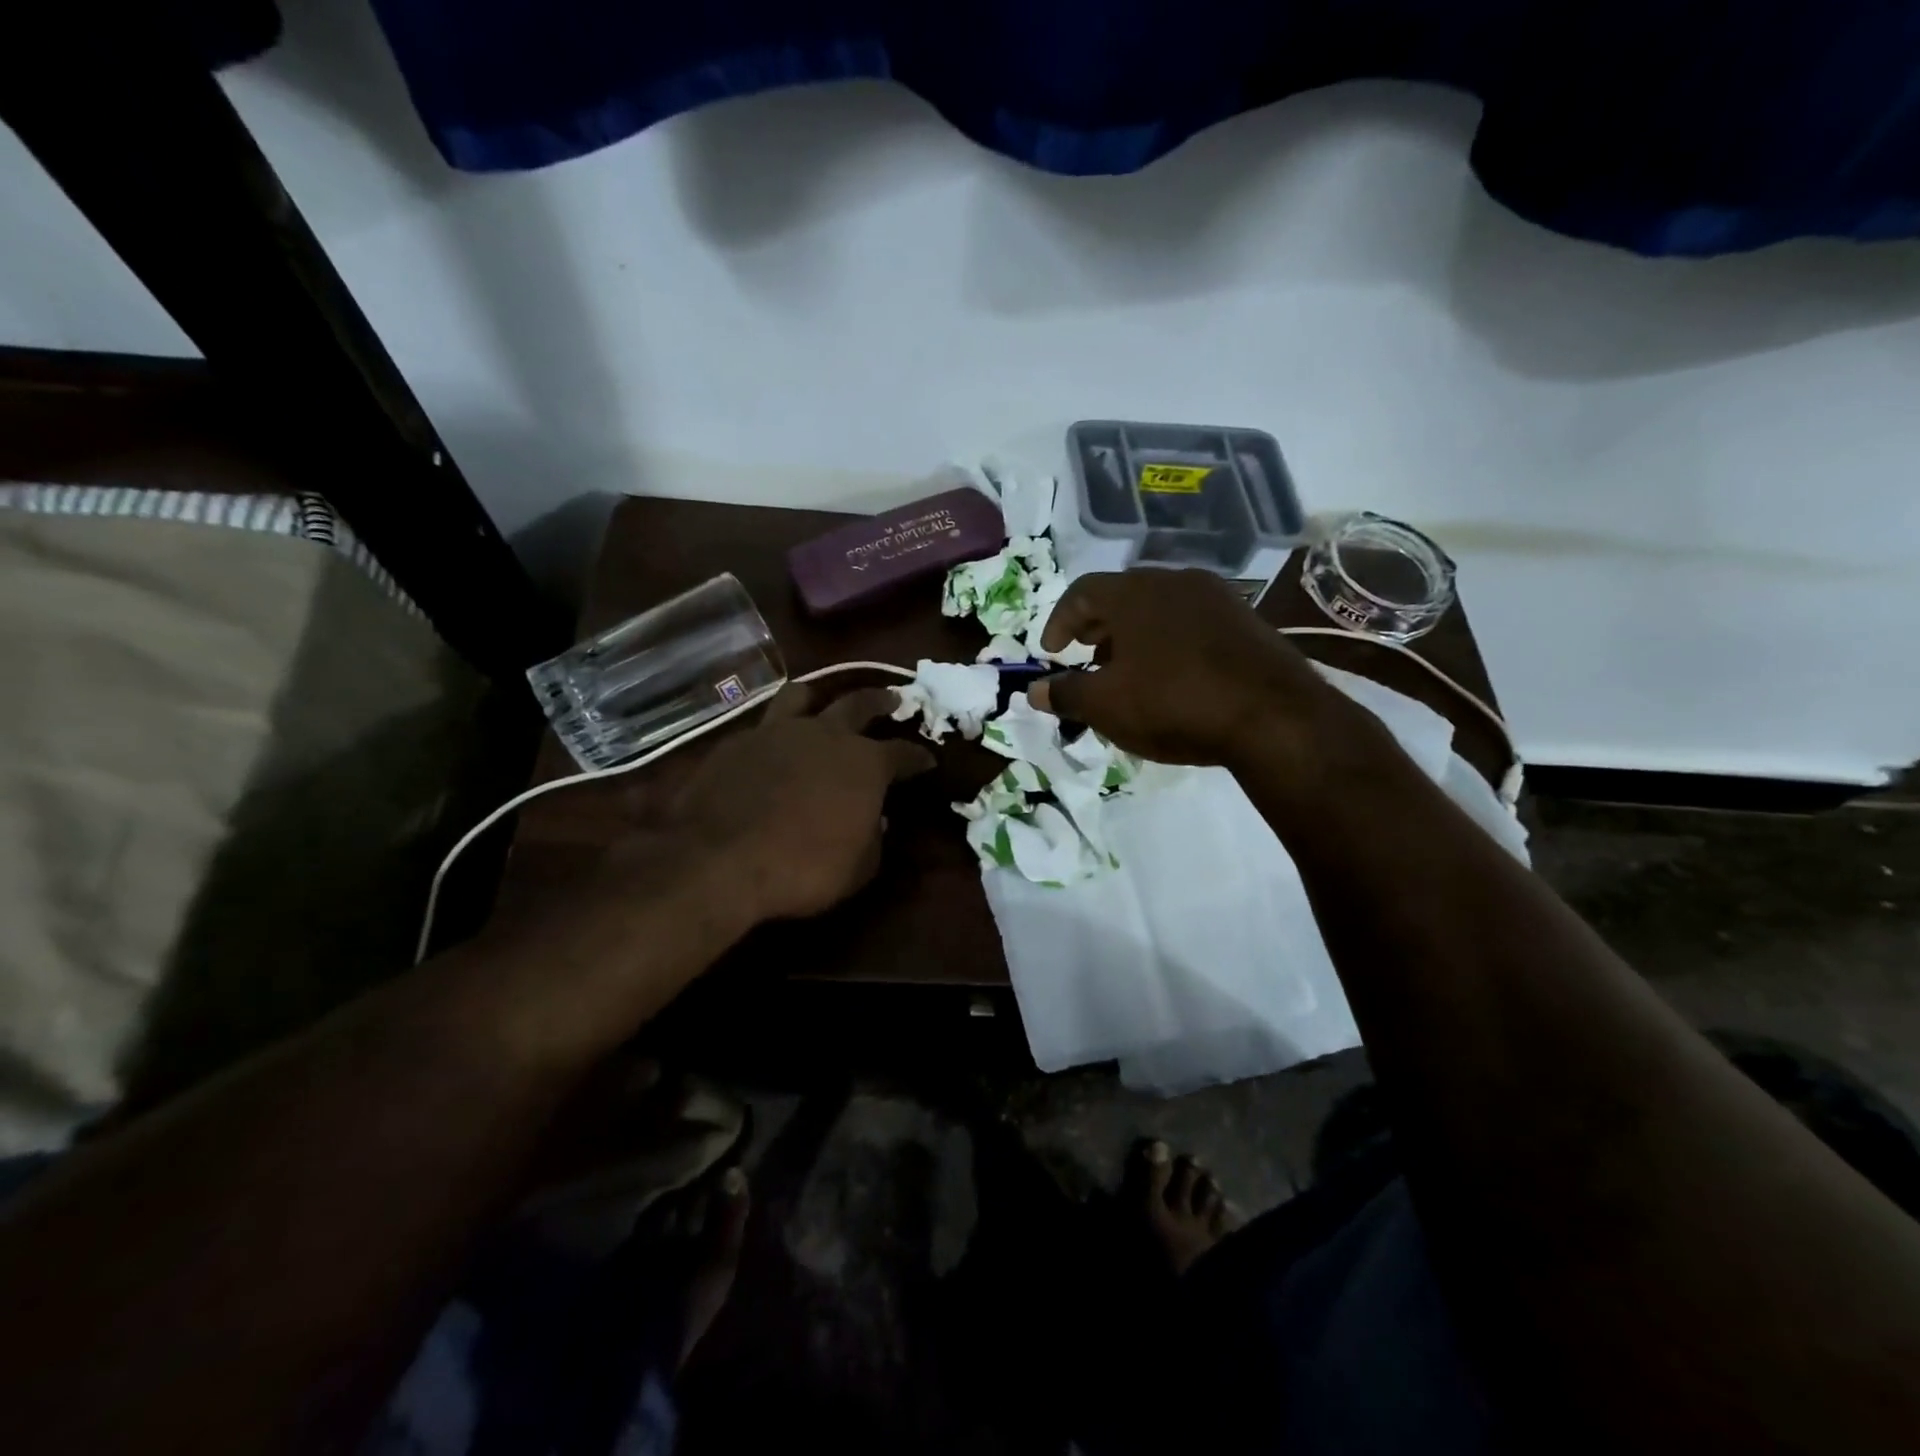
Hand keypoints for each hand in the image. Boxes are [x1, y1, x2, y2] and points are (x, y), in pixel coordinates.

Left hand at [656, 684, 934, 922]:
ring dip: (818, 697)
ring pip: (802, 696)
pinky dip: (775, 733)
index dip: (918, 756)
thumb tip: (876, 820)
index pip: (903, 752)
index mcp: (865, 763)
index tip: (928, 759)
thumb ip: (874, 837)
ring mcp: (777, 732)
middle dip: (881, 700)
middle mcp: (825, 735)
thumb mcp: (859, 868)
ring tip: (820, 702)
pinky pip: (763, 726)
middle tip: (892, 699)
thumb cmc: (804, 868)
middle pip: (860, 703)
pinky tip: (771, 748)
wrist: (719, 859)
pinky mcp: (736, 743)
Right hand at [1029, 569, 1337, 766]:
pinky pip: (1192, 623)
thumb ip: (1065, 694)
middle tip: (1087, 656)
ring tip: (1128, 671)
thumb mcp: (1106, 705)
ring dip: (1134, 636)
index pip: (1081, 592)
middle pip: (1122, 596)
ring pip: (1160, 609)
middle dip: (1097, 627)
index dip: (1059, 621)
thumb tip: (1034, 691)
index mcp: (1134, 593)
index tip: (1052, 652)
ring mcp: (1217, 598)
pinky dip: (1169, 643)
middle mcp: (1175, 581)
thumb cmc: (1173, 702)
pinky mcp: (1247, 621)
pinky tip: (1172, 678)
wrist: (1273, 716)